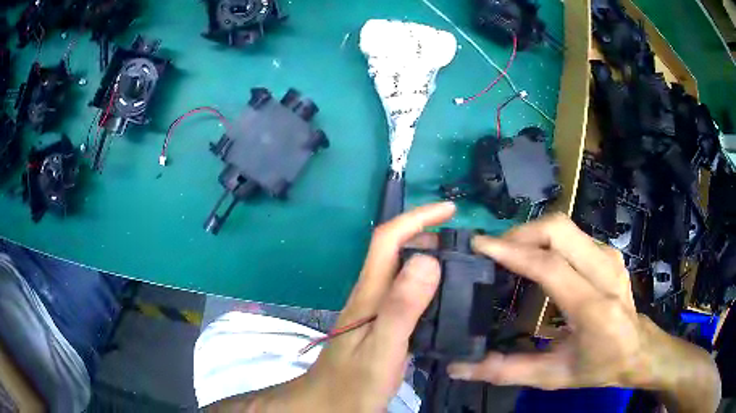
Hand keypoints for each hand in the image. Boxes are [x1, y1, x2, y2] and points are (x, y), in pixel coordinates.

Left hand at [302, 202, 454, 410]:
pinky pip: (406, 294)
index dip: (417, 218)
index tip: (449, 210)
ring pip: (402, 271)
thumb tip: (428, 259)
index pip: (388, 239)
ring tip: (462, 265)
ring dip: (429, 258)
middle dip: (427, 234)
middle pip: (396, 250)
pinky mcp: (380, 324)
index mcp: (369, 293)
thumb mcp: (382, 348)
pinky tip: (444, 298)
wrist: (330, 404)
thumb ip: (402, 307)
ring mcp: (374, 310)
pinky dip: (428, 285)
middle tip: (463, 243)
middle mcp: (370, 294)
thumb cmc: (354, 383)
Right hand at [447, 214, 719, 411]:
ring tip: (510, 254)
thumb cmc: (599, 366)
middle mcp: (605, 272)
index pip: (551, 266)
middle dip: (521, 233)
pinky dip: (547, 239)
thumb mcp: (553, 376)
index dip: (513, 252)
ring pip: (565, 226)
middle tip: (495, 251)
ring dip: (533, 233)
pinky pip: (572, 234)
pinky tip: (537, 258)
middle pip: (558, 229)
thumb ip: (507, 371)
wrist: (638, 349)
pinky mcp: (608, 252)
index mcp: (594, 308)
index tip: (480, 245)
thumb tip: (460, 367)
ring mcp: (609, 257)